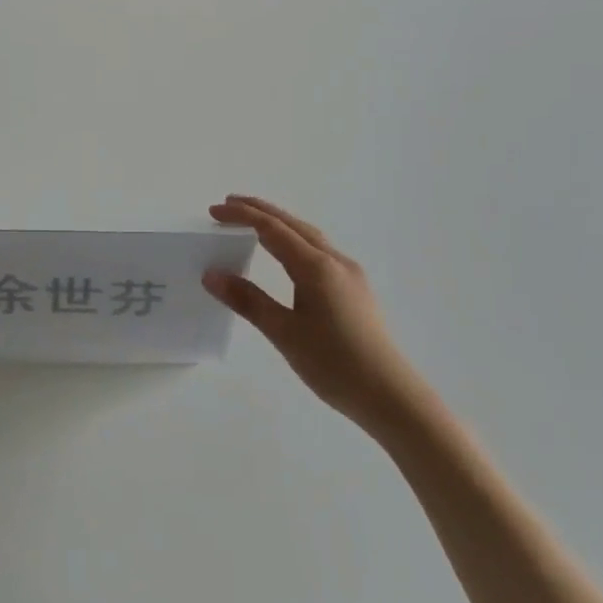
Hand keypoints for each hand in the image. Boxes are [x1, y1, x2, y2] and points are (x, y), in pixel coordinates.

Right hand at [203, 195, 429, 432]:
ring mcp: (350, 275)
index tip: (214, 211)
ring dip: (280, 225)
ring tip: (253, 224)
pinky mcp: (356, 290)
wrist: (391, 396)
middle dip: (261, 211)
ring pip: (310, 237)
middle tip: (229, 205)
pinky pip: (320, 252)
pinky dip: (295, 242)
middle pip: (294, 225)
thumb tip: (212, 274)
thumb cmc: (334, 364)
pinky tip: (287, 256)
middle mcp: (336, 262)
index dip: (242, 216)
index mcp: (316, 267)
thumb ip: (248, 300)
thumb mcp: (284, 333)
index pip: (273, 230)